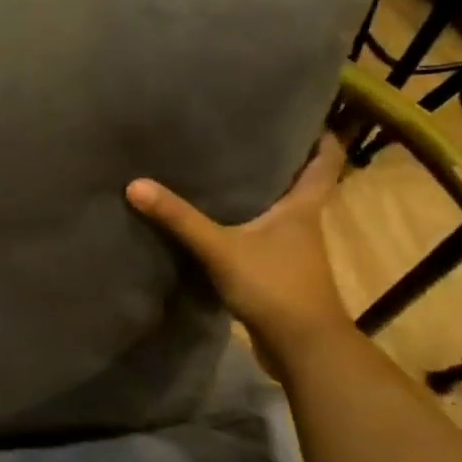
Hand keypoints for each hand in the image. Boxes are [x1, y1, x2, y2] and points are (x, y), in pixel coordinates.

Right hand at [126, 135, 350, 358]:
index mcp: (303, 208)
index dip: (322, 136)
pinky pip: (261, 237)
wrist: (302, 349)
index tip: (307, 113)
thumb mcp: (220, 248)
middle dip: (280, 159)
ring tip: (224, 170)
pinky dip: (245, 225)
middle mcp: (303, 224)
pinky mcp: (278, 273)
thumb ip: (180, 218)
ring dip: (260, 193)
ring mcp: (292, 251)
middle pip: (301, 182)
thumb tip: (135, 184)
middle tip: (246, 134)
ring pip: (279, 211)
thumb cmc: (275, 286)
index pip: (326, 161)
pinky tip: (217, 221)